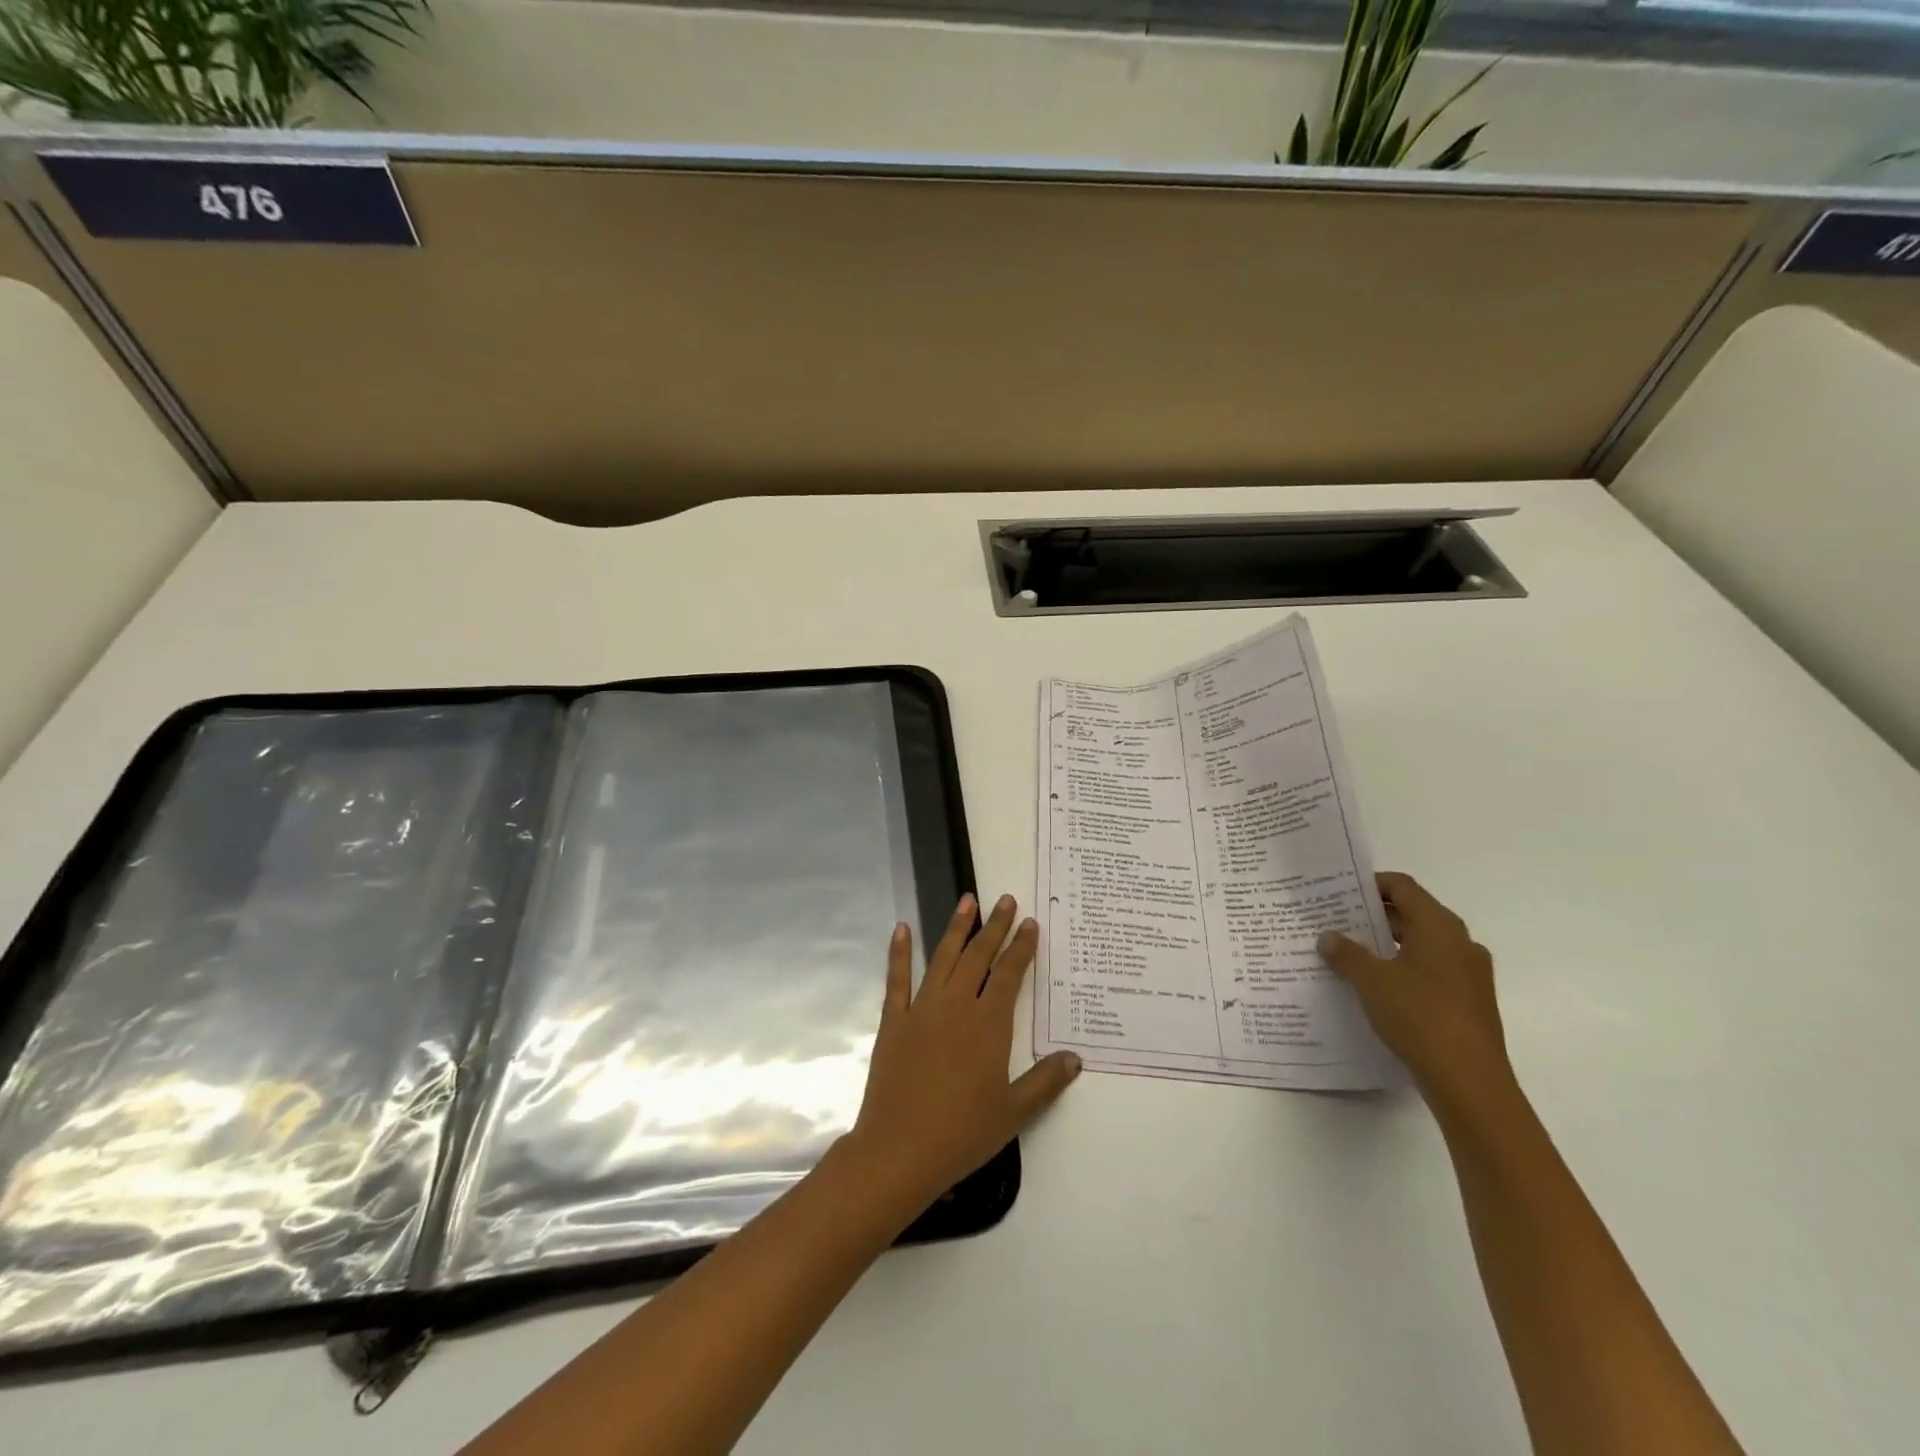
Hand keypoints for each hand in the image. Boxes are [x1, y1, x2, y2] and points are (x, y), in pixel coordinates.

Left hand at [845, 893, 1081, 1218]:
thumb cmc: (962, 1134)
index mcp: (988, 1025)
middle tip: (1005, 900)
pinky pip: (897, 979)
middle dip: (994, 927)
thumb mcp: (1013, 1112)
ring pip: (942, 957)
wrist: (899, 1151)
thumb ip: (1045, 1082)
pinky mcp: (894, 1020)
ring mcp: (922, 1009)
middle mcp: (956, 1006)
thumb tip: (1076, 1058)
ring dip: (956, 927)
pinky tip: (902, 928)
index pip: (1010, 975)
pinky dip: (900, 952)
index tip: (1030, 924)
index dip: (1021, 948)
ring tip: (967, 900)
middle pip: (978, 957)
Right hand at [1318, 871, 1510, 1107]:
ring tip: (1351, 955)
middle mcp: (1460, 942)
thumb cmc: (1419, 1015)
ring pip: (1423, 945)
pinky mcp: (1471, 1002)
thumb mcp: (1370, 980)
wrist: (1469, 1081)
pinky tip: (1378, 988)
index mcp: (1438, 926)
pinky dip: (1405, 969)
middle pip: (1413, 914)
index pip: (1403, 887)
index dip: (1371, 884)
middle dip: (1375, 916)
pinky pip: (1432, 971)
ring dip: (1388, 945)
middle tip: (1337, 922)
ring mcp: (1470, 974)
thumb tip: (1328, 937)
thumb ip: (1346, 953)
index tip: (1340, 892)